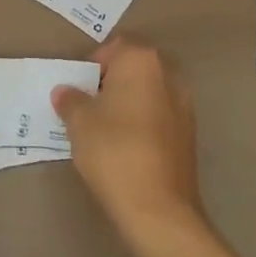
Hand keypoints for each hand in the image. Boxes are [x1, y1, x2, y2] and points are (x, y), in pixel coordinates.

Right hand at [53, 37, 204, 241]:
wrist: (158, 208)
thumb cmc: (113, 151)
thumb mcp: (78, 122)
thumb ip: (70, 100)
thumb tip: (65, 92)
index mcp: (141, 61)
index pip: (112, 48)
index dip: (91, 66)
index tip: (78, 90)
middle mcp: (169, 74)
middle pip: (133, 68)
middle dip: (111, 82)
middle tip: (89, 106)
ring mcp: (185, 105)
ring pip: (148, 92)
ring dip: (128, 103)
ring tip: (105, 129)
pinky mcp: (190, 134)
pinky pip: (160, 115)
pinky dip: (143, 123)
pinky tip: (126, 147)